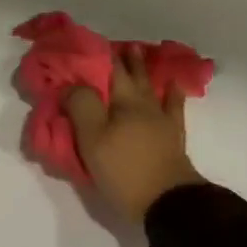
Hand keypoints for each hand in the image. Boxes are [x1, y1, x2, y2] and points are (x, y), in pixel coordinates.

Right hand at [65, 46, 206, 219]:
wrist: (167, 202)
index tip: (90, 45)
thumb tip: (72, 85)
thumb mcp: (92, 139)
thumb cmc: (123, 170)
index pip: (109, 72)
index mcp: (124, 103)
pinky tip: (172, 87)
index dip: (100, 57)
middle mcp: (145, 105)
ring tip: (145, 57)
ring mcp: (162, 121)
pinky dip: (172, 94)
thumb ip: (81, 107)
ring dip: (147, 71)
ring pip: (154, 88)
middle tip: (121, 46)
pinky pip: (173, 107)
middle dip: (126, 60)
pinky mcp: (173, 138)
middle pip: (134, 77)